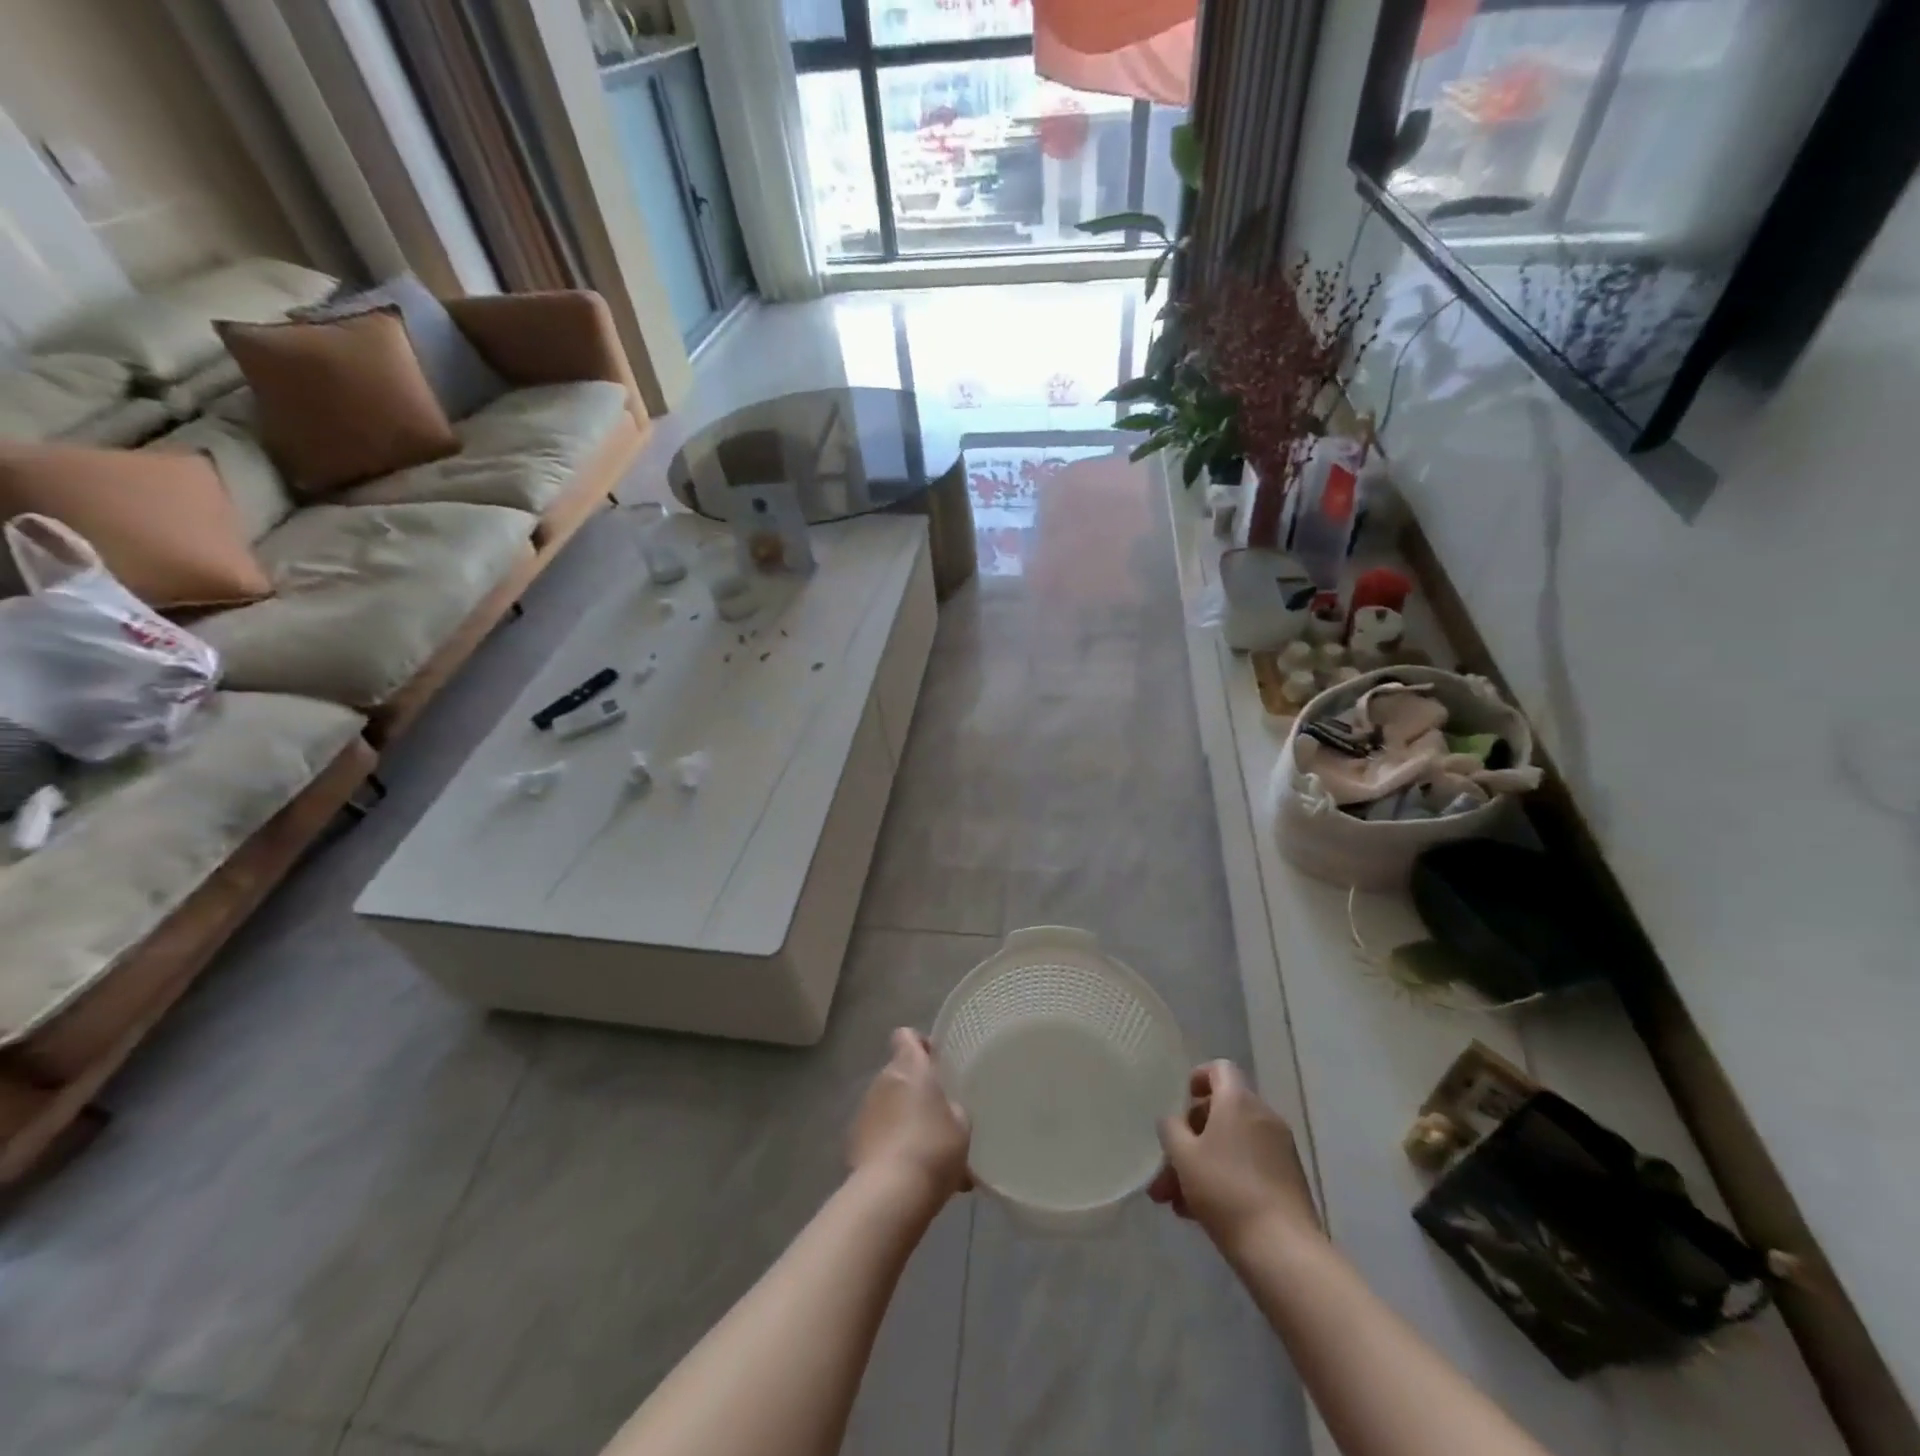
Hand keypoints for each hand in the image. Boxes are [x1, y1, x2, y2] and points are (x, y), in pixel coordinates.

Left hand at [848, 1028, 971, 1207]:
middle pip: (898, 1073)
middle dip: (914, 1090)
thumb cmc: (934, 1148)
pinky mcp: (852, 1140)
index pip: (906, 1036)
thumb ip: (952, 1108)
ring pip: (887, 1104)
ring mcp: (864, 1109)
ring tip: (923, 1151)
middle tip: (936, 1115)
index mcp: (910, 1068)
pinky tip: (905, 1170)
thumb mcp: (961, 1126)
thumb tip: (945, 1111)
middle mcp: (883, 1080)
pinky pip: (875, 1131)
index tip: (934, 1062)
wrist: (890, 1193)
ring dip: (901, 1117)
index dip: (919, 1045)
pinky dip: (887, 1142)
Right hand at [1151, 1060, 1320, 1251]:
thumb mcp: (1183, 1156)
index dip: (1197, 1078)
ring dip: (1201, 1165)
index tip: (1181, 1103)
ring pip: (1230, 1145)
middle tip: (1165, 1170)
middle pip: (1220, 1113)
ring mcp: (1280, 1150)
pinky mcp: (1288, 1181)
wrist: (1283, 1250)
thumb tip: (1173, 1121)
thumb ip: (1171, 1129)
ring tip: (1174, 1202)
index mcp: (1238, 1101)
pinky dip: (1224, 1179)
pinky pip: (1247, 1167)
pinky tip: (1198, 1214)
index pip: (1219, 1068)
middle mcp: (1263, 1117)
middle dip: (1189, 1139)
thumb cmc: (1226, 1191)